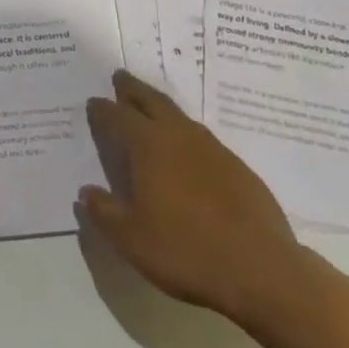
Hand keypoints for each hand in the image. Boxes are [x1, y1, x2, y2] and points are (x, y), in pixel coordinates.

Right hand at [79, 70, 317, 337]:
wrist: (261, 270)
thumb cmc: (186, 251)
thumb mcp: (131, 239)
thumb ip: (104, 212)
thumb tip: (87, 193)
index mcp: (149, 146)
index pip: (118, 117)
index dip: (103, 109)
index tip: (93, 102)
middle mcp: (179, 136)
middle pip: (152, 101)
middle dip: (133, 89)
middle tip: (121, 77)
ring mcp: (213, 149)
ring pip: (179, 116)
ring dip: (160, 107)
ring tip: (151, 108)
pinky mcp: (238, 168)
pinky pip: (203, 139)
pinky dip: (186, 134)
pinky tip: (187, 151)